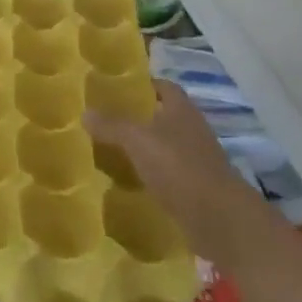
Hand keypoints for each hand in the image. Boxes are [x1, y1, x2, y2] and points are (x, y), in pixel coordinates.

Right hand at [84, 80, 264, 254]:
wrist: (217, 216)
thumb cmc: (178, 166)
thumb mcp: (137, 140)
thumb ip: (112, 125)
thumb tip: (85, 112)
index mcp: (182, 110)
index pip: (164, 86)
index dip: (144, 84)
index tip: (117, 88)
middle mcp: (192, 129)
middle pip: (163, 116)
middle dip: (138, 117)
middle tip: (106, 119)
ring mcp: (195, 159)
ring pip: (164, 145)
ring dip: (143, 147)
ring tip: (110, 149)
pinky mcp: (194, 186)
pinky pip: (166, 172)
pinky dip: (149, 173)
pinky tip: (127, 179)